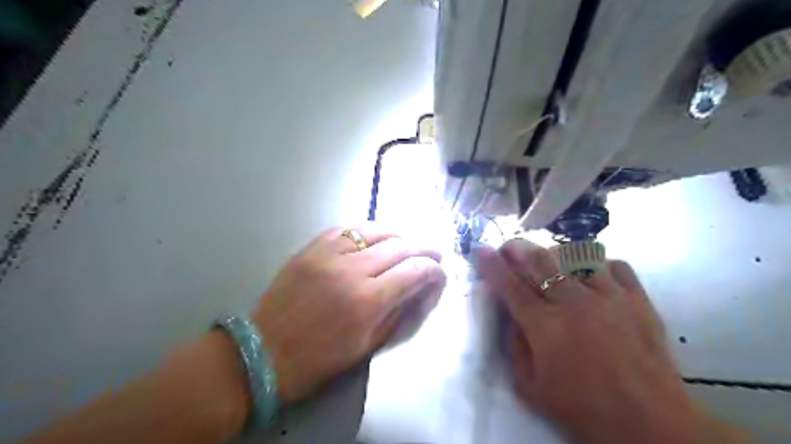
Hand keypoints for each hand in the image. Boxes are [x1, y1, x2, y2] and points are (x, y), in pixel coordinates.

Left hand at [252, 225, 443, 402]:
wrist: (264, 352)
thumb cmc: (319, 359)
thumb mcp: (368, 345)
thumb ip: (399, 312)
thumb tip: (422, 288)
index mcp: (368, 301)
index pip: (414, 271)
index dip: (433, 269)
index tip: (440, 272)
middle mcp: (352, 270)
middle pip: (400, 245)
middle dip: (423, 247)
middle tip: (434, 252)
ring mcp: (329, 254)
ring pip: (376, 229)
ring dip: (399, 234)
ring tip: (409, 241)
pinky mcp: (311, 248)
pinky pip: (347, 229)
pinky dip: (368, 231)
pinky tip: (376, 237)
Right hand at [476, 242, 703, 443]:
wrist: (651, 425)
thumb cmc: (583, 409)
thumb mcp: (530, 387)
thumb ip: (514, 345)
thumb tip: (511, 314)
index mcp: (545, 326)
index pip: (510, 285)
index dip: (491, 265)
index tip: (480, 249)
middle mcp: (574, 303)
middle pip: (540, 260)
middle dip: (518, 248)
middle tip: (510, 248)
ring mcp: (609, 297)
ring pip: (576, 256)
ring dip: (556, 255)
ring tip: (551, 263)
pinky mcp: (638, 299)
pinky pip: (615, 265)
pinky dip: (599, 265)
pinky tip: (593, 276)